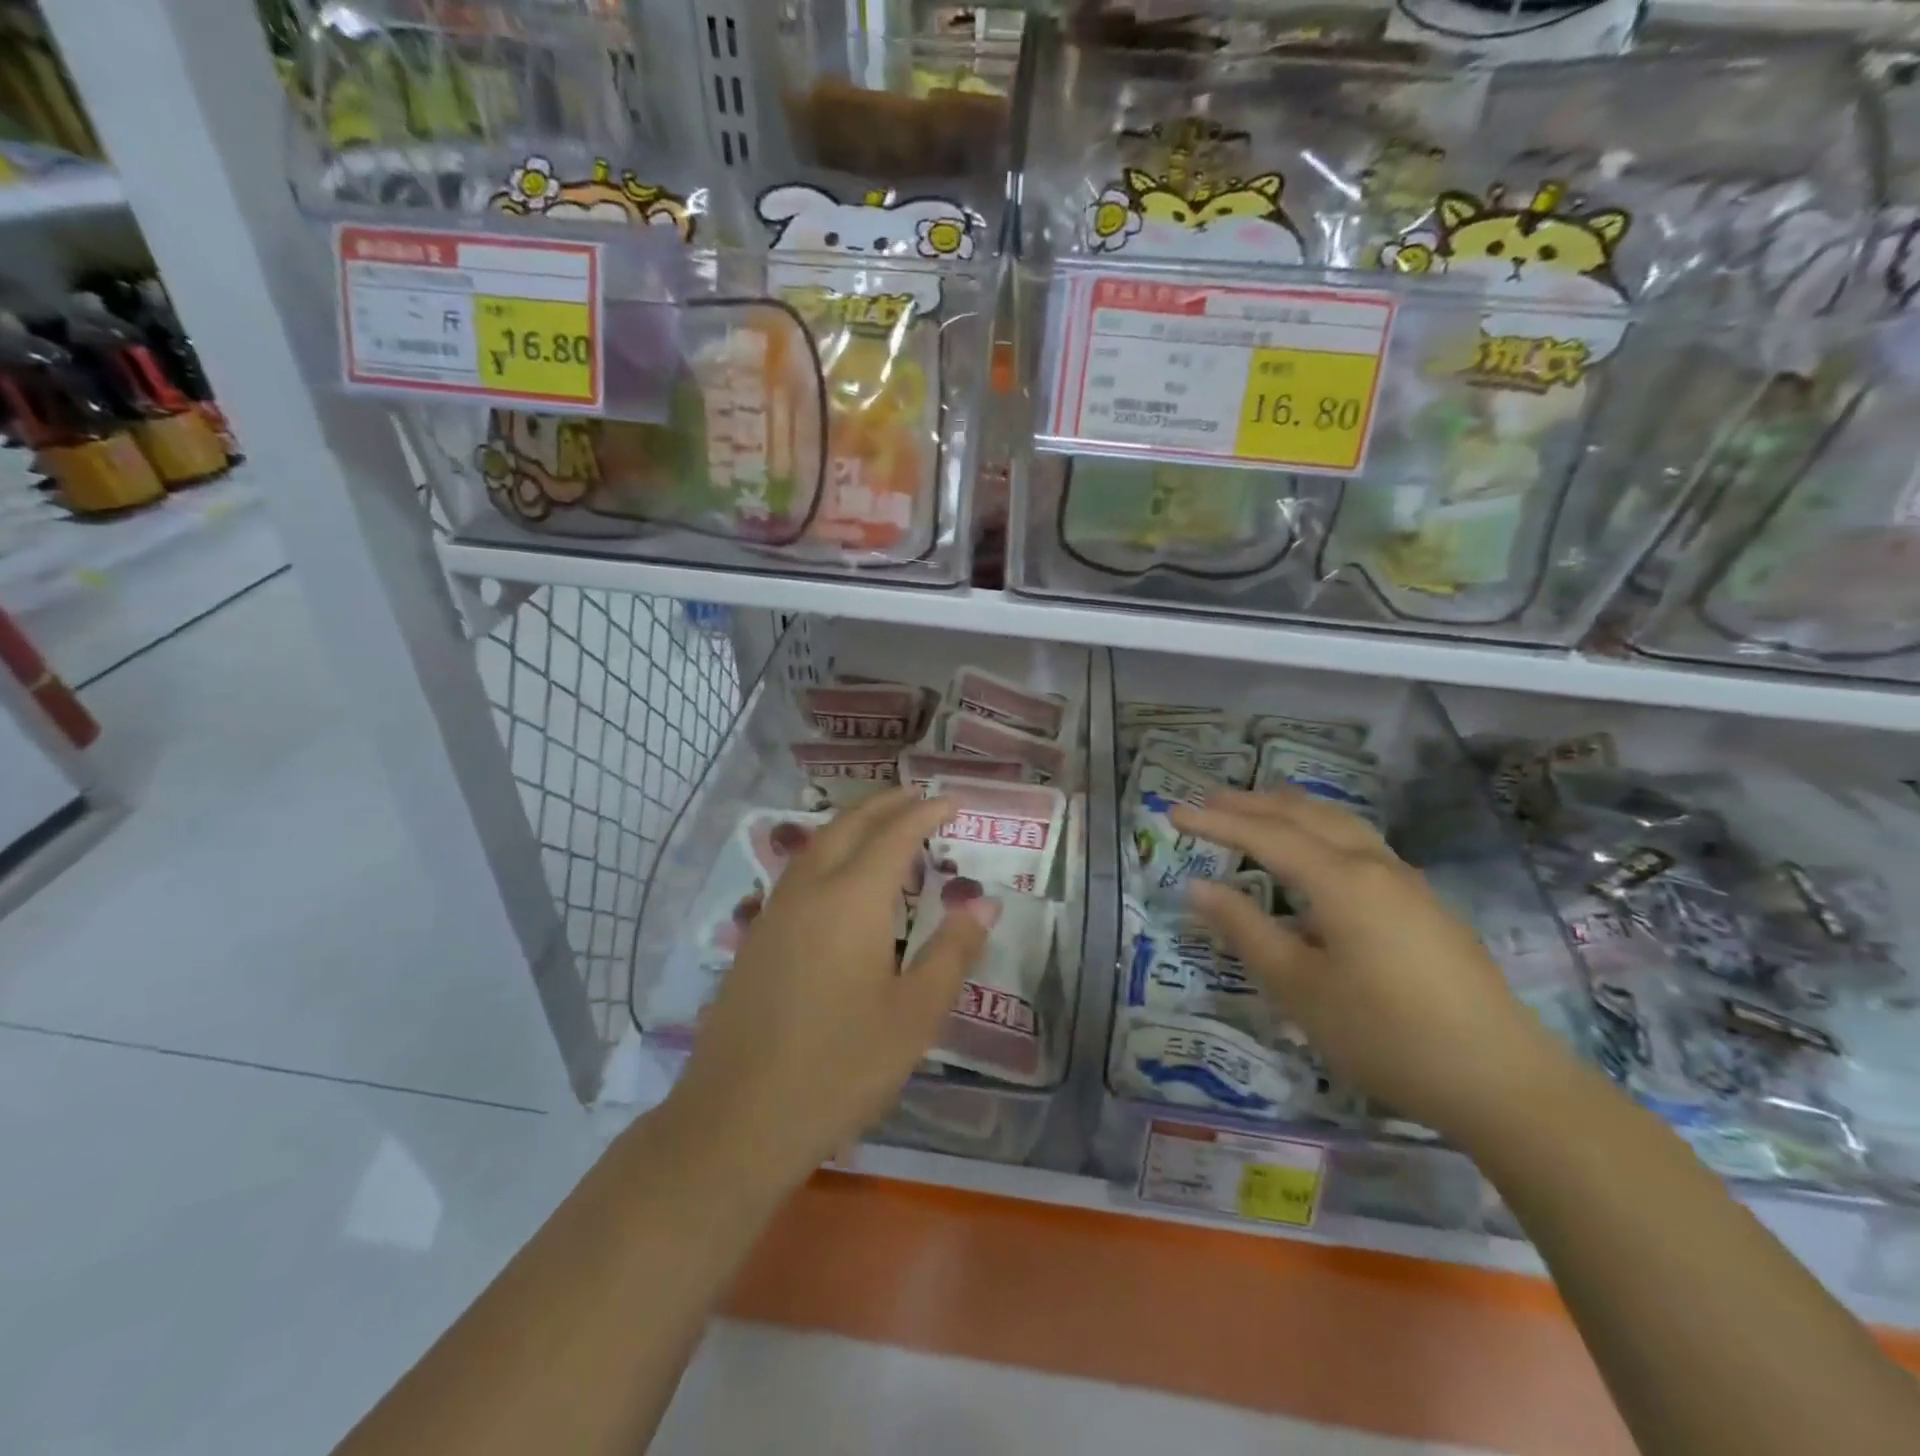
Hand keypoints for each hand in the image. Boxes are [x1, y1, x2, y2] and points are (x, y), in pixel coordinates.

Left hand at [663, 789, 991, 1197]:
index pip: (895, 835)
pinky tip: (839, 881)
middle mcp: (810, 890)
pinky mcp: (756, 938)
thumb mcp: (914, 1014)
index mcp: (852, 899)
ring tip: (883, 827)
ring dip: (853, 824)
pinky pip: (798, 872)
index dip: (926, 813)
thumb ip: (952, 952)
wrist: (738, 1119)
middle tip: (919, 797)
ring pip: (817, 844)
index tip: (953, 802)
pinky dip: (829, 853)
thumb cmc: (840, 1067)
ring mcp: (774, 912)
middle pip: (849, 825)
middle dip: (886, 804)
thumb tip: (985, 903)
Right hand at [1171, 787, 1566, 1141]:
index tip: (1173, 813)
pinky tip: (1316, 857)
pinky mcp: (1424, 905)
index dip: (1216, 822)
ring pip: (1340, 824)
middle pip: (1306, 815)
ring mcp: (1406, 882)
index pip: (1265, 835)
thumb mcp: (1299, 987)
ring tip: (1258, 809)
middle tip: (1209, 799)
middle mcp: (1374, 865)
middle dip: (1254, 804)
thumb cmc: (1386, 1034)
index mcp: (1341, 880)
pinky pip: (1360, 845)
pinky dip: (1322, 831)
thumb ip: (1245, 930)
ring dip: (1292, 810)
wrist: (1502, 1080)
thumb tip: (1198, 886)